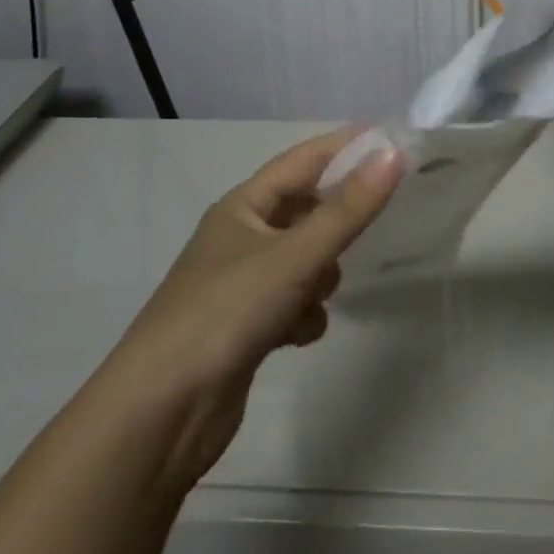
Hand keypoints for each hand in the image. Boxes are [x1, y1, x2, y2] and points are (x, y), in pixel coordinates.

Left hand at [105, 128, 403, 493]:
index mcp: (242, 206)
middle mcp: (241, 237)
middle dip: (337, 217)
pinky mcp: (247, 326)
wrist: (160, 416)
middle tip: (379, 217)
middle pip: (305, 210)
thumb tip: (393, 153)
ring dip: (320, 273)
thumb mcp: (293, 256)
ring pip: (304, 258)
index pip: (303, 160)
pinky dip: (304, 314)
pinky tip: (300, 335)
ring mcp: (243, 284)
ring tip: (320, 291)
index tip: (392, 138)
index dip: (346, 146)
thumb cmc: (225, 314)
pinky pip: (294, 301)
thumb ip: (347, 209)